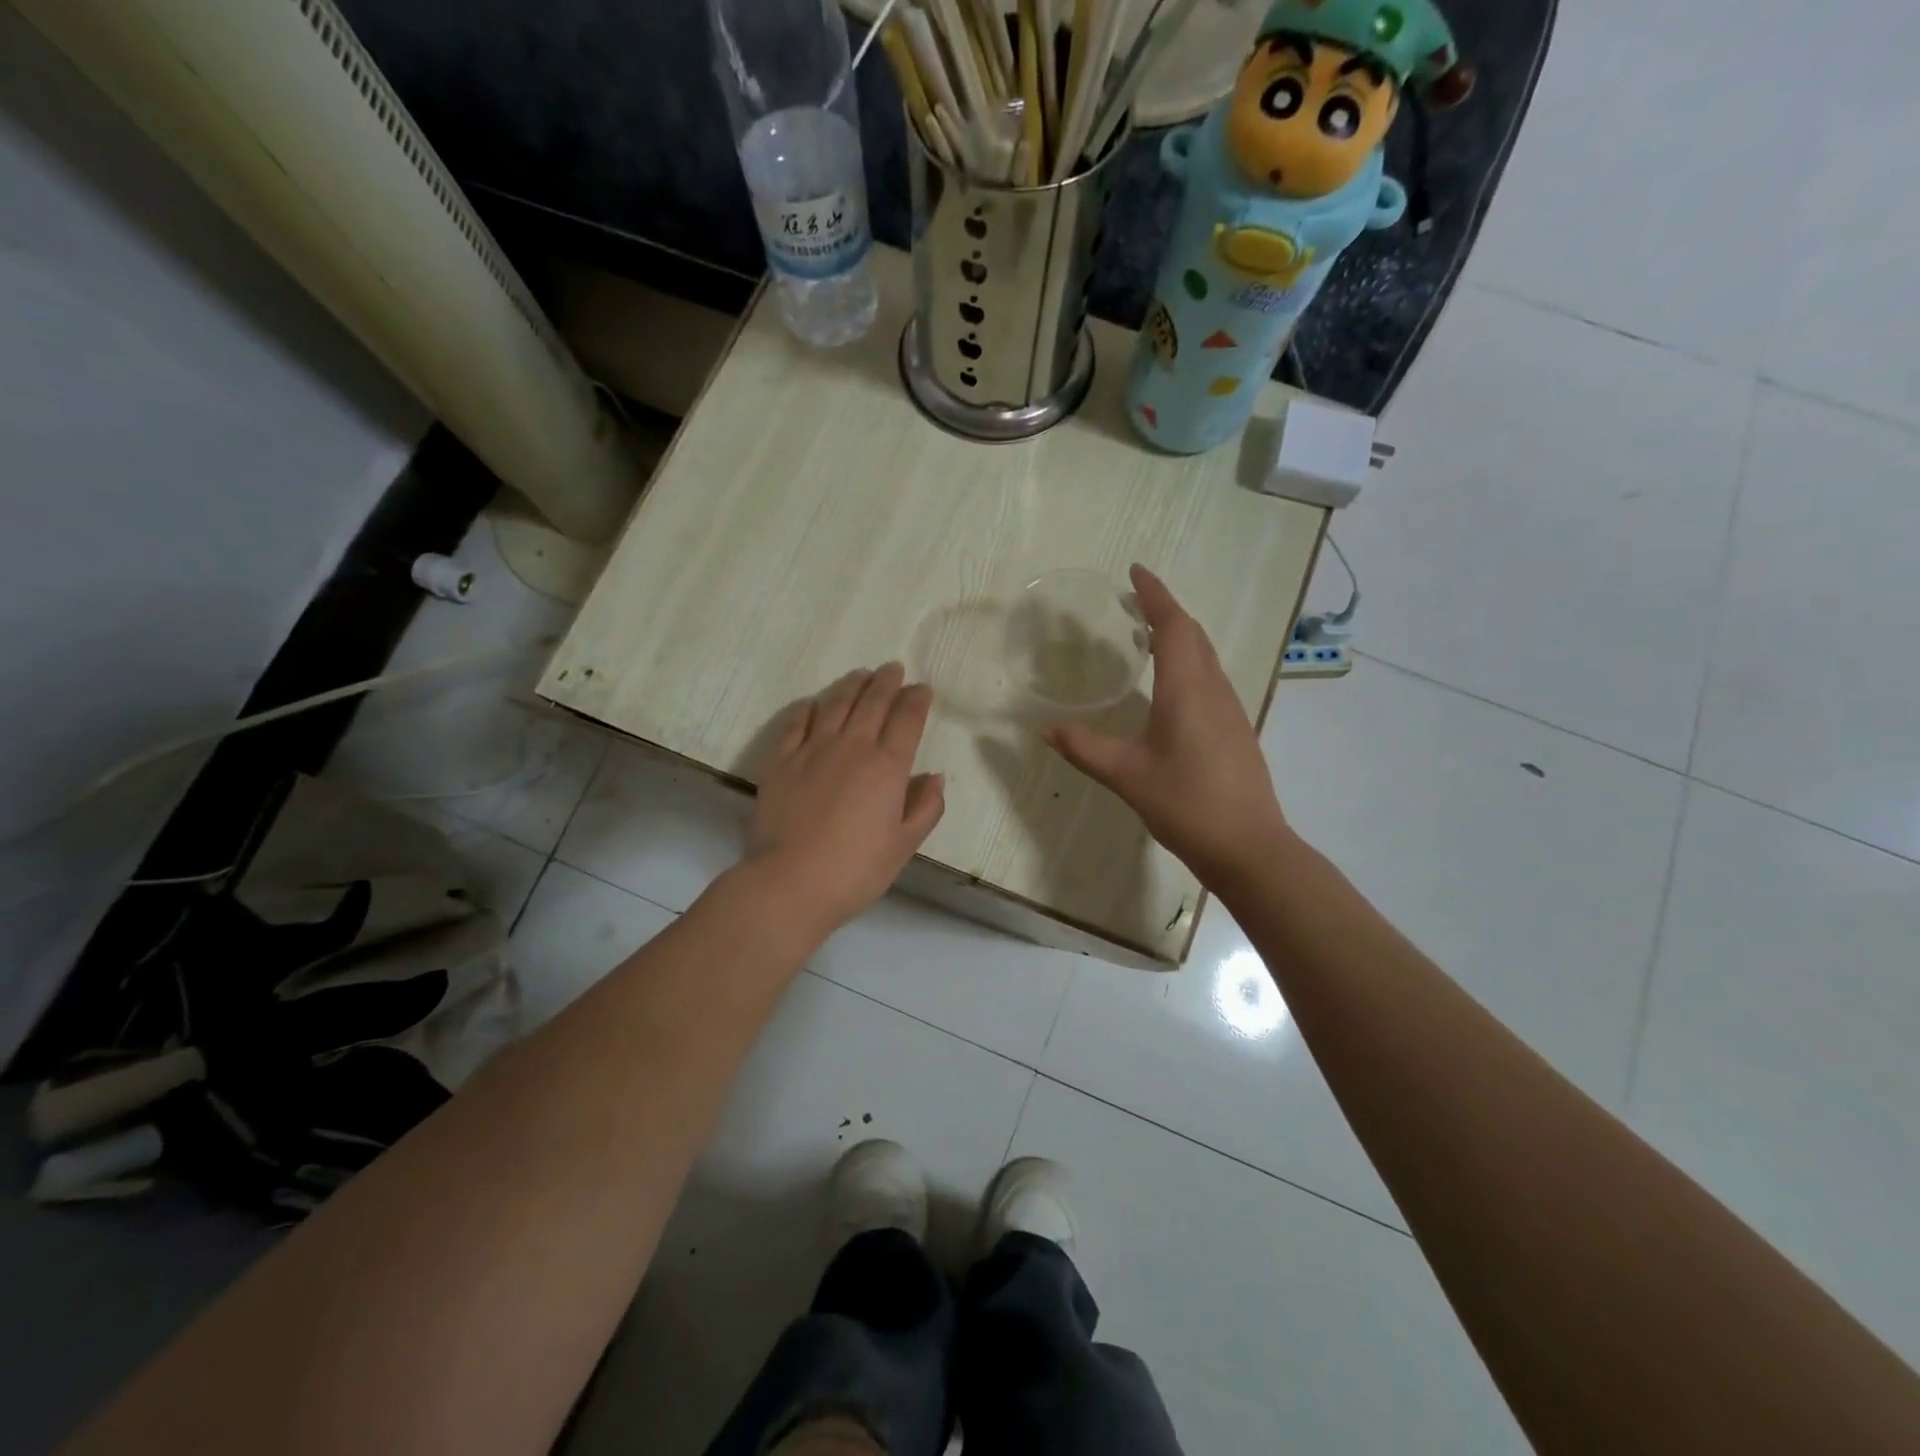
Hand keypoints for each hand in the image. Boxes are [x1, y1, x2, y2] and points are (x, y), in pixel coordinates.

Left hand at [748, 663, 945, 931]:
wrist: (790, 882)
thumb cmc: (856, 869)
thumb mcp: (904, 845)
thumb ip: (926, 807)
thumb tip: (934, 777)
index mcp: (887, 767)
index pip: (907, 719)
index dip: (916, 699)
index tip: (922, 688)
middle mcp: (852, 747)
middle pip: (872, 702)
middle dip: (886, 681)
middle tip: (893, 668)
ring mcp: (812, 749)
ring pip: (835, 703)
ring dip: (851, 685)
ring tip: (861, 675)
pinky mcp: (781, 760)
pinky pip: (796, 722)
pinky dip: (809, 708)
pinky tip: (814, 703)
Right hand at [1045, 565, 1288, 882]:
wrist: (1248, 847)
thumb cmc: (1186, 804)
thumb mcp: (1126, 776)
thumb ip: (1084, 749)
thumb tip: (1046, 729)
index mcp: (1186, 690)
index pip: (1172, 626)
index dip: (1154, 595)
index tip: (1135, 571)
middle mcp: (1213, 689)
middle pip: (1193, 634)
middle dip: (1165, 610)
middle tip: (1134, 601)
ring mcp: (1230, 709)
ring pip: (1206, 655)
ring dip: (1180, 635)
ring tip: (1148, 635)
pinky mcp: (1236, 729)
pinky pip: (1211, 677)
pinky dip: (1189, 661)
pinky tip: (1172, 684)